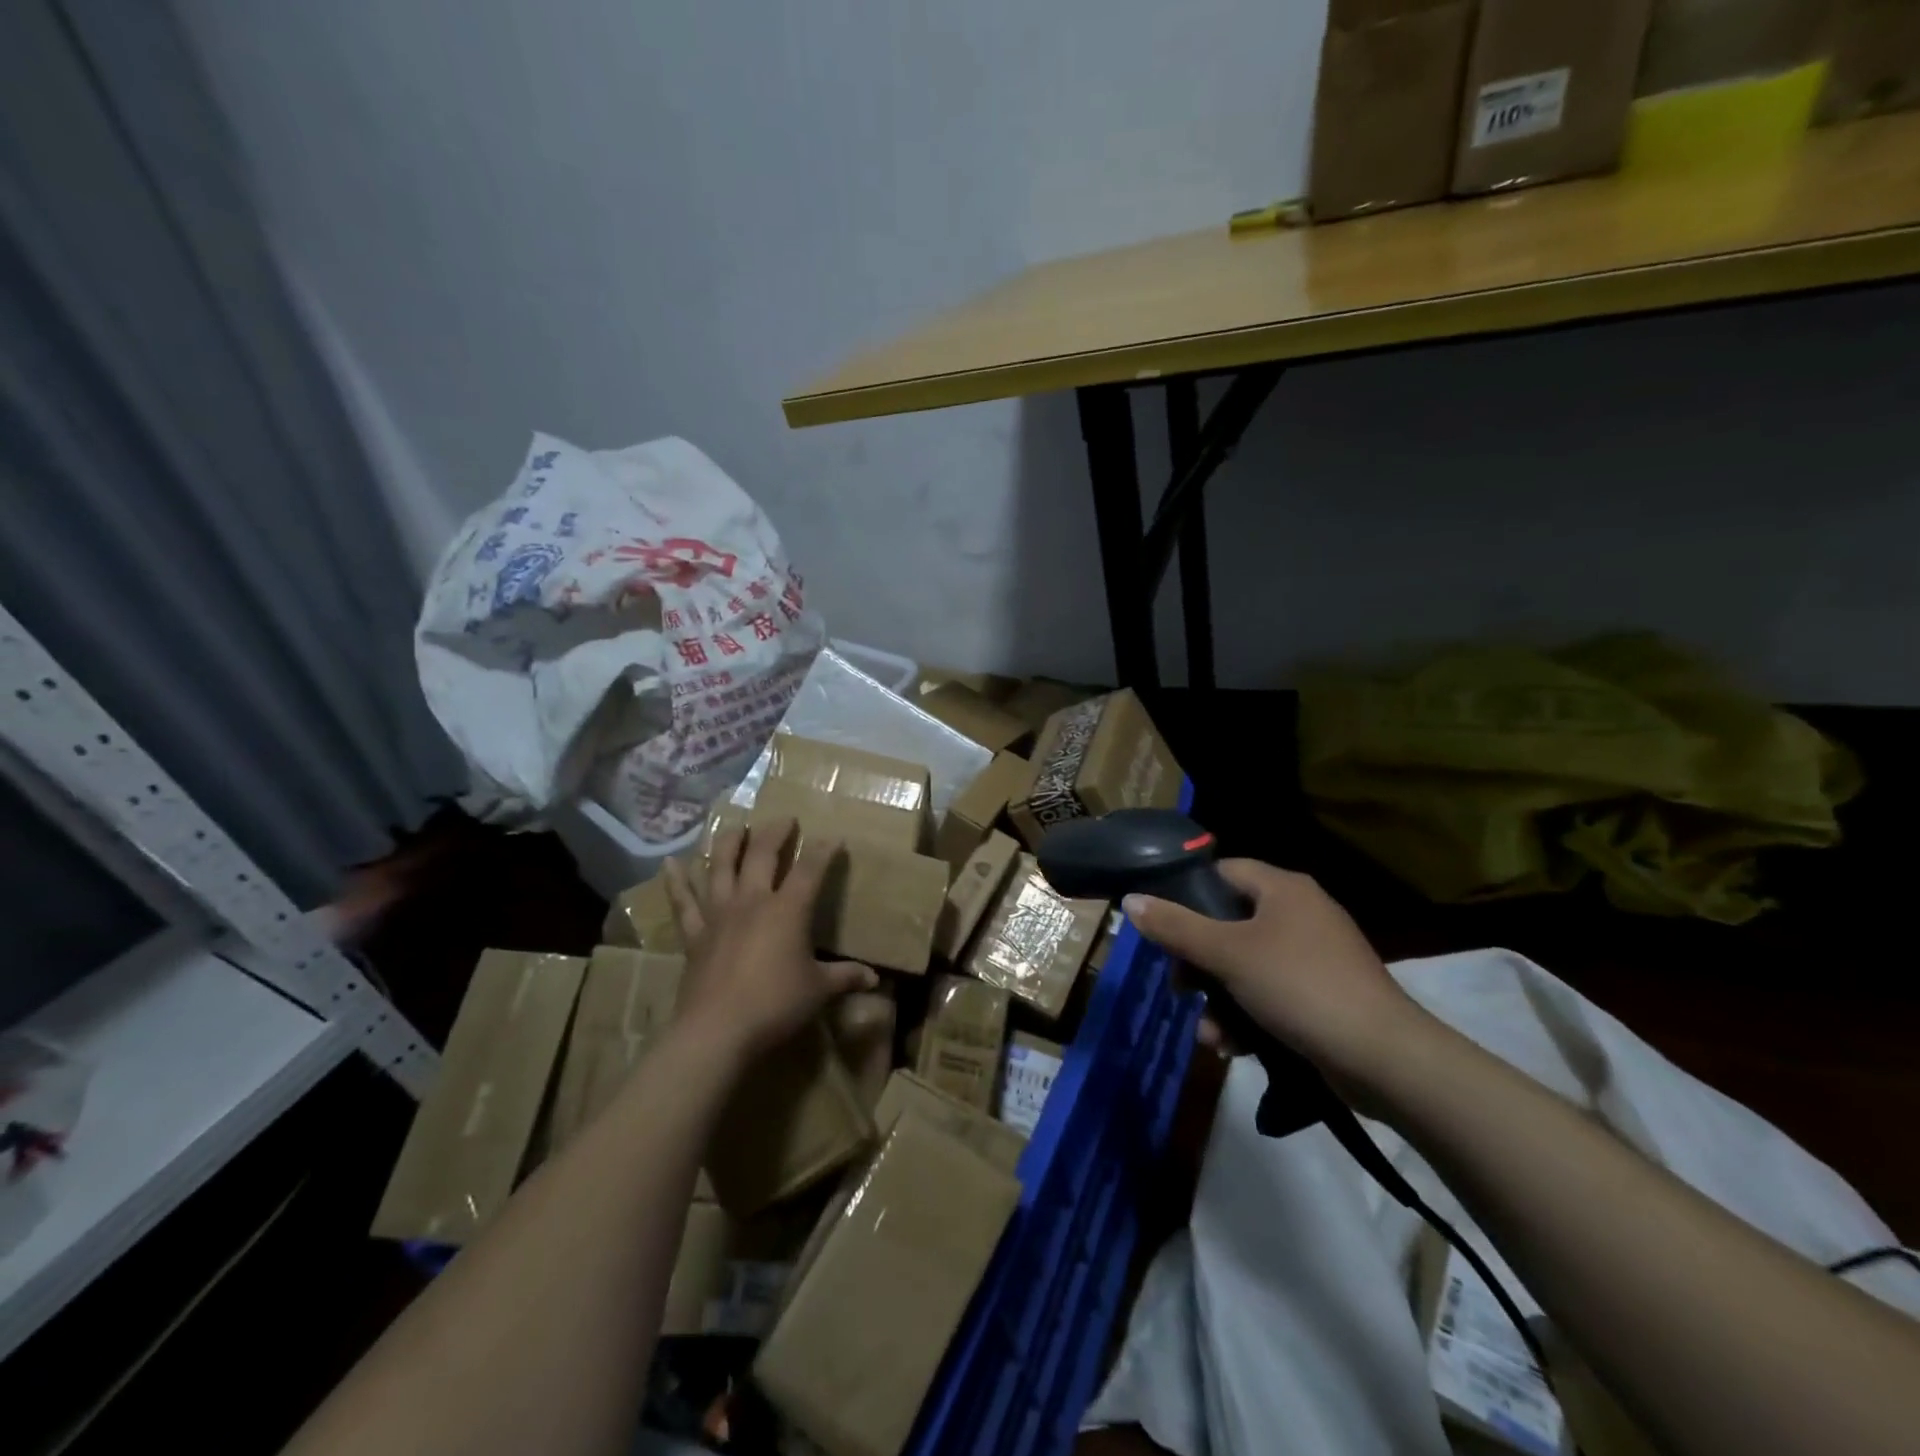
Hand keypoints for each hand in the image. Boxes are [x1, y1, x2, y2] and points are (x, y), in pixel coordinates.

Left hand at [662, 818, 877, 1063]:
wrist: (717, 1031)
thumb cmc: (775, 1005)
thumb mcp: (819, 990)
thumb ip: (845, 978)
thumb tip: (875, 979)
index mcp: (788, 910)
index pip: (810, 869)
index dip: (824, 850)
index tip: (834, 838)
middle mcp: (752, 901)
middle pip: (762, 855)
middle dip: (776, 833)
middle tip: (785, 819)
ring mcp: (719, 914)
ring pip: (721, 867)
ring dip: (729, 843)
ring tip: (736, 827)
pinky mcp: (695, 934)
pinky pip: (683, 902)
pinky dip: (676, 881)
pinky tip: (669, 862)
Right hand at [1122, 860, 1429, 1084]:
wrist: (1383, 1058)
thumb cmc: (1299, 987)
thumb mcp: (1228, 954)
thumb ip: (1176, 927)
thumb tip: (1130, 900)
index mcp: (1283, 888)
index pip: (1222, 872)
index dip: (1187, 894)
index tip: (1163, 927)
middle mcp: (1300, 913)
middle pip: (1228, 924)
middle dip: (1199, 964)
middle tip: (1180, 989)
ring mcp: (1314, 955)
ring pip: (1245, 966)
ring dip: (1219, 1000)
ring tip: (1210, 1036)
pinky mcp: (1322, 994)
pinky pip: (1270, 993)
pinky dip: (1248, 1016)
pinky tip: (1234, 1047)